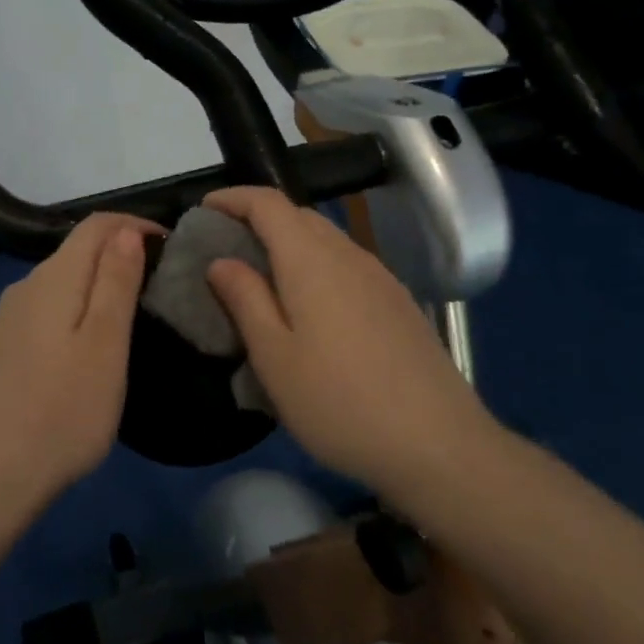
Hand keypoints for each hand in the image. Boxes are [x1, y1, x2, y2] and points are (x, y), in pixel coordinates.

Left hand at [0, 212, 158, 509]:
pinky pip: (49, 309)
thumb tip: (126, 230)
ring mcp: (8, 319)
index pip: (98, 224)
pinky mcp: (2, 348)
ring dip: (101, 283)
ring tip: (136, 315)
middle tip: (162, 286)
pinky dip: (78, 310)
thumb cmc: (60, 413)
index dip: (136, 225)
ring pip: (64, 281)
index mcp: (54, 278)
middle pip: (79, 249)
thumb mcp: (105, 346)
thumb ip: (116, 282)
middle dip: (122, 253)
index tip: (172, 249)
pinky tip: (91, 346)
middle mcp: (26, 286)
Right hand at [202, 187, 496, 498]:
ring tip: (262, 279)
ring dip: (289, 244)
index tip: (203, 211)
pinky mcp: (398, 303)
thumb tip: (221, 261)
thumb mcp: (274, 358)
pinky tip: (310, 309)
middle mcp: (348, 255)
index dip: (233, 198)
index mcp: (311, 260)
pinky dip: (316, 267)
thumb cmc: (339, 402)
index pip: (268, 203)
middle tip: (225, 250)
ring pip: (326, 240)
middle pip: (298, 216)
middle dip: (258, 220)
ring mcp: (380, 278)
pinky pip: (346, 265)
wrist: (439, 445)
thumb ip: (245, 300)